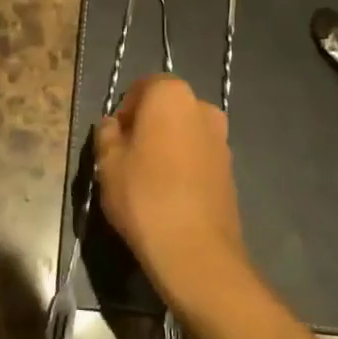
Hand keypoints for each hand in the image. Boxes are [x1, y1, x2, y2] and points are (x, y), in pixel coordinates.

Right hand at [94, 75, 250, 315]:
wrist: (196, 251)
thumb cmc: (144, 196)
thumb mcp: (108, 163)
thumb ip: (107, 134)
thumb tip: (113, 125)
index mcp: (171, 94)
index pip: (142, 87)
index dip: (124, 111)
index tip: (114, 140)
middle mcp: (202, 107)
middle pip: (166, 109)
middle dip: (147, 126)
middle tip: (127, 159)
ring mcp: (221, 138)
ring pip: (184, 133)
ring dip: (167, 146)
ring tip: (148, 181)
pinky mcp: (230, 168)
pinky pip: (198, 156)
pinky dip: (184, 166)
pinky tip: (170, 195)